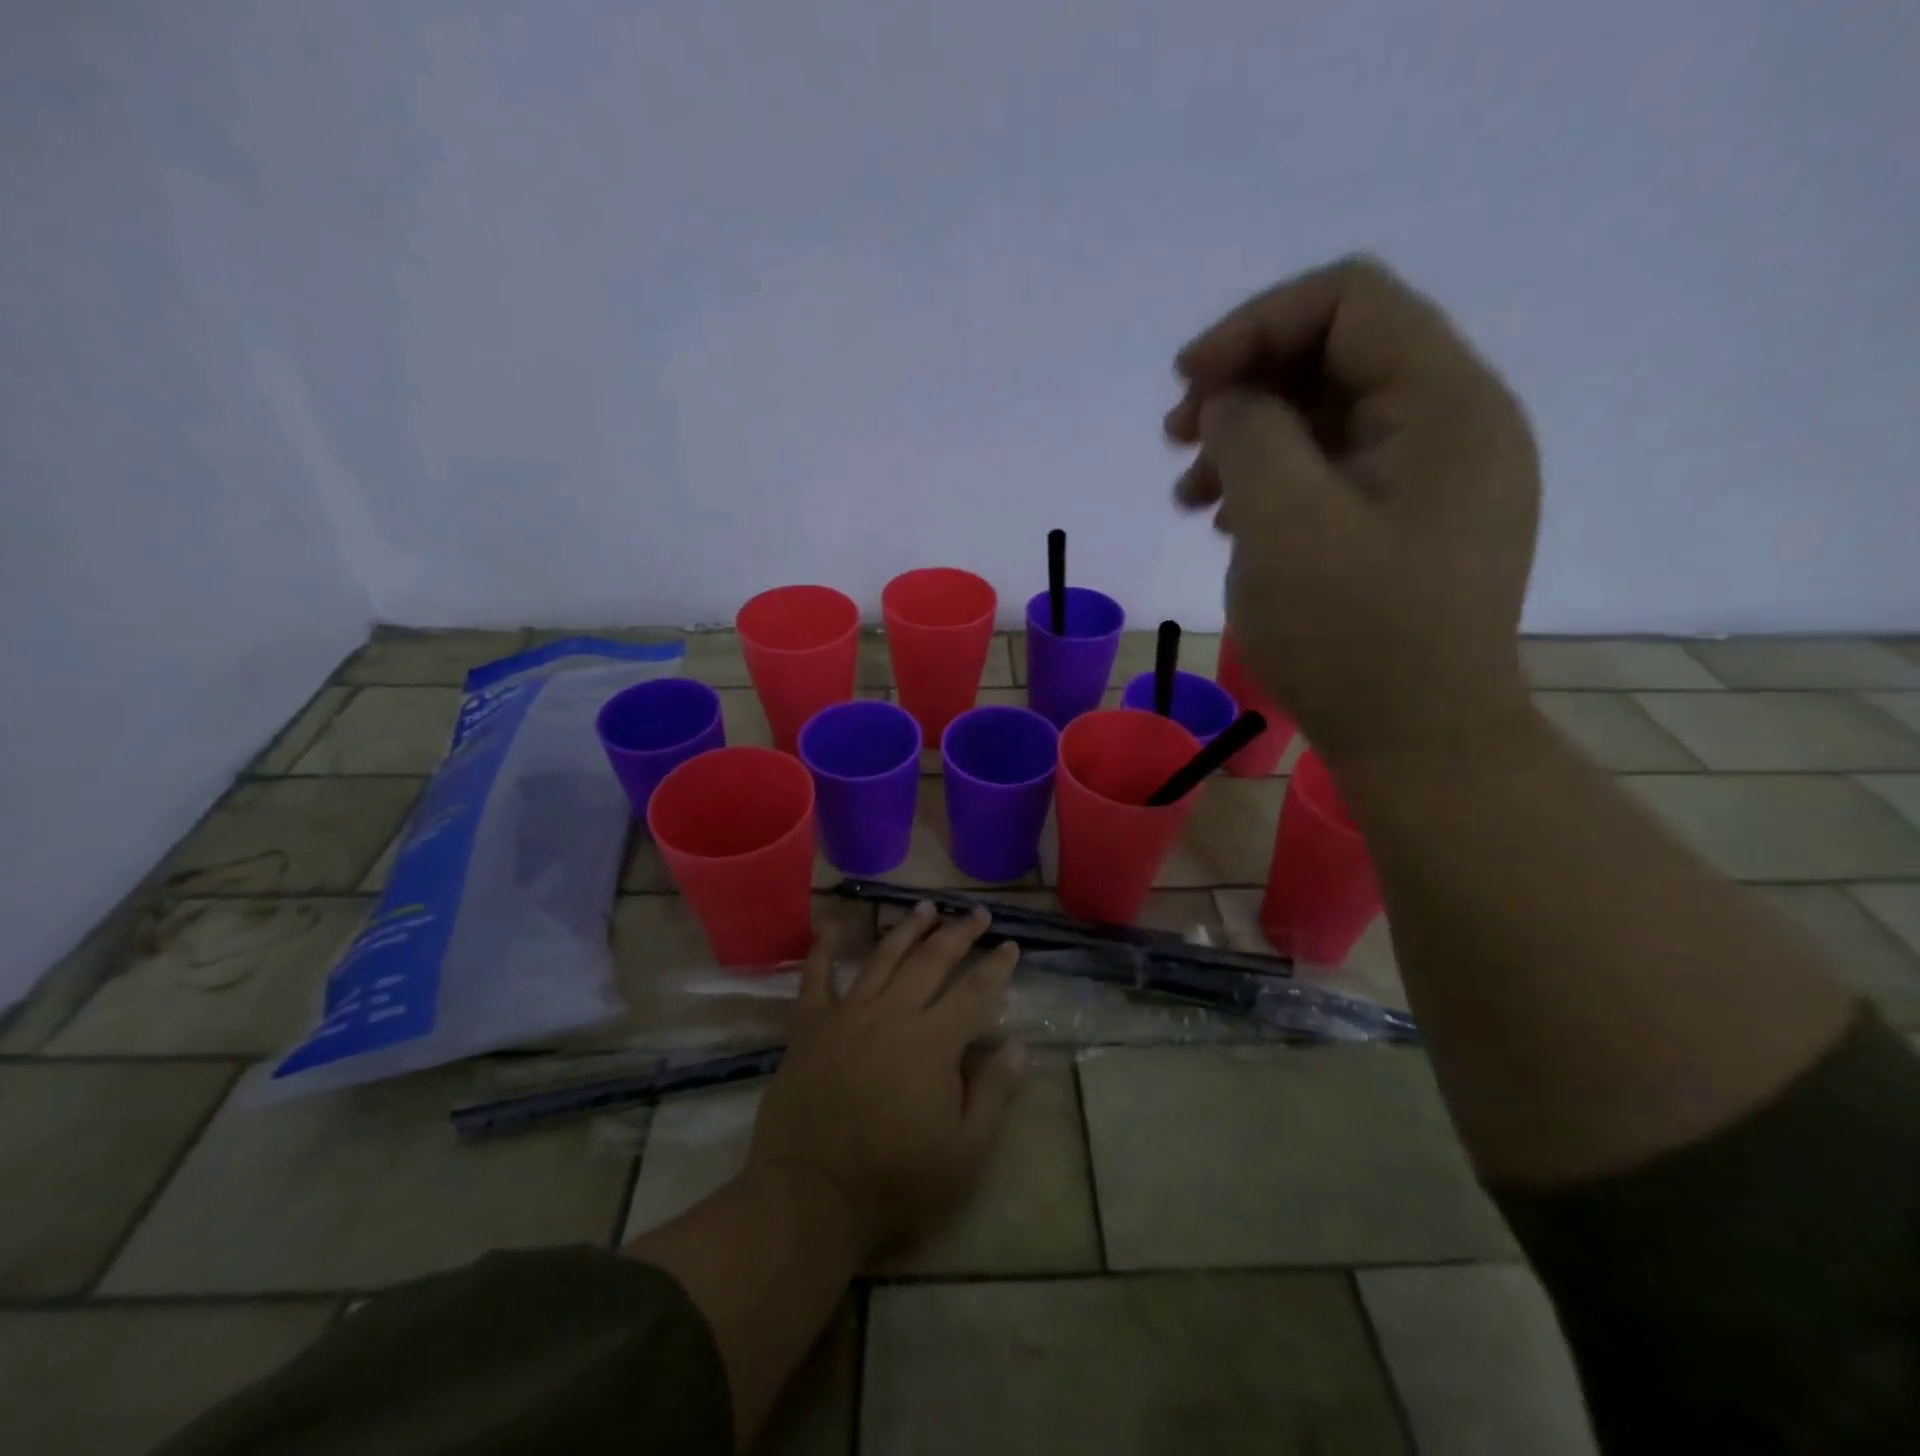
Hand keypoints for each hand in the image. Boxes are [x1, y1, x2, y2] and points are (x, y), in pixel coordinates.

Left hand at [746, 903, 1025, 1262]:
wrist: (811, 1197)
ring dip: (907, 928)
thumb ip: (993, 1093)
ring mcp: (848, 1015)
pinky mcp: (810, 1027)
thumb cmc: (896, 1182)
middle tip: (977, 913)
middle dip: (958, 933)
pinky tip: (832, 924)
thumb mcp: (964, 1153)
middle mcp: (893, 1014)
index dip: (997, 967)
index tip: (1011, 945)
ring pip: (883, 958)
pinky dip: (823, 948)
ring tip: (926, 906)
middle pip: (932, 961)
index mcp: (934, 1042)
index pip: (975, 993)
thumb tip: (1019, 1045)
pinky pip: (815, 978)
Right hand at [1165, 256, 1541, 761]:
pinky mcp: (1413, 525)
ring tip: (1191, 495)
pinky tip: (1233, 524)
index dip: (1254, 326)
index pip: (1348, 301)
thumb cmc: (1351, 635)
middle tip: (1176, 440)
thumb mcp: (1282, 522)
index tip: (1184, 384)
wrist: (1418, 742)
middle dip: (1245, 386)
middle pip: (1337, 357)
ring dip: (1252, 439)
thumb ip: (1249, 431)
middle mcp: (1455, 424)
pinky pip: (1338, 473)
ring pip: (1331, 419)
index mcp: (1445, 403)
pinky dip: (1278, 483)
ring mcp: (1437, 479)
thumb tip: (1231, 398)